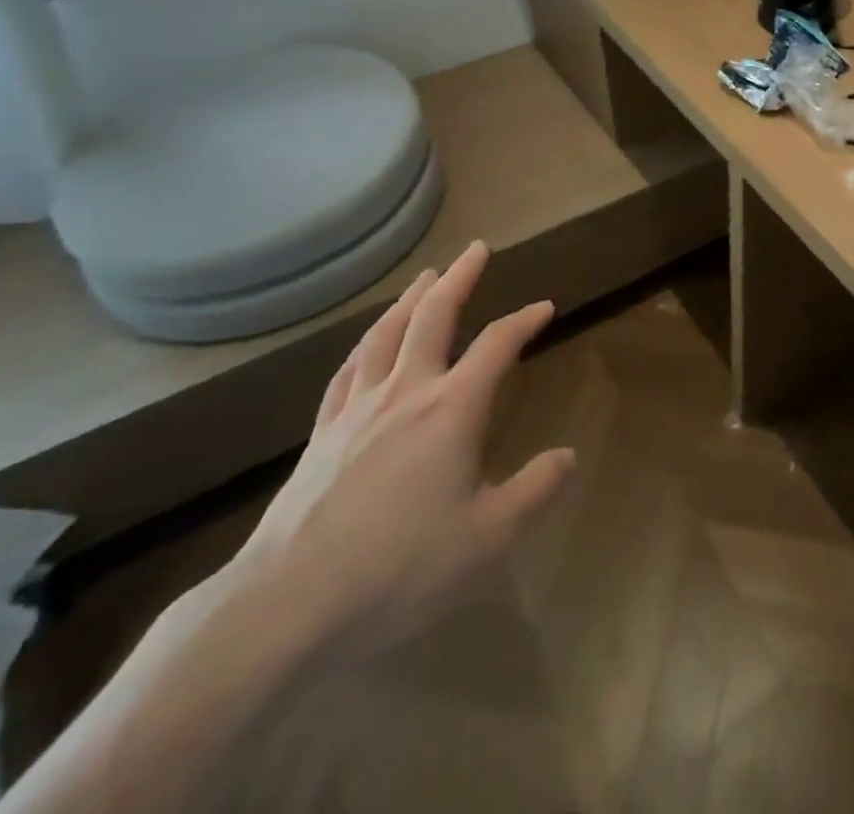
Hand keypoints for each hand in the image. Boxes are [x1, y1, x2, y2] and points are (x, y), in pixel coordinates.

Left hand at [219, 242, 574, 659]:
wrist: (285, 604)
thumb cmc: (399, 567)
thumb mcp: (488, 537)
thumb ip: (534, 490)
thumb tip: (568, 455)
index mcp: (452, 408)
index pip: (497, 345)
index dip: (524, 321)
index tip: (545, 307)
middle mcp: (406, 392)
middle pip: (433, 316)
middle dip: (459, 278)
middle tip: (476, 249)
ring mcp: (357, 409)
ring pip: (386, 334)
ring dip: (410, 299)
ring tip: (424, 278)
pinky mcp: (322, 434)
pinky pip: (347, 371)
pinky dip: (365, 344)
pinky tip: (367, 343)